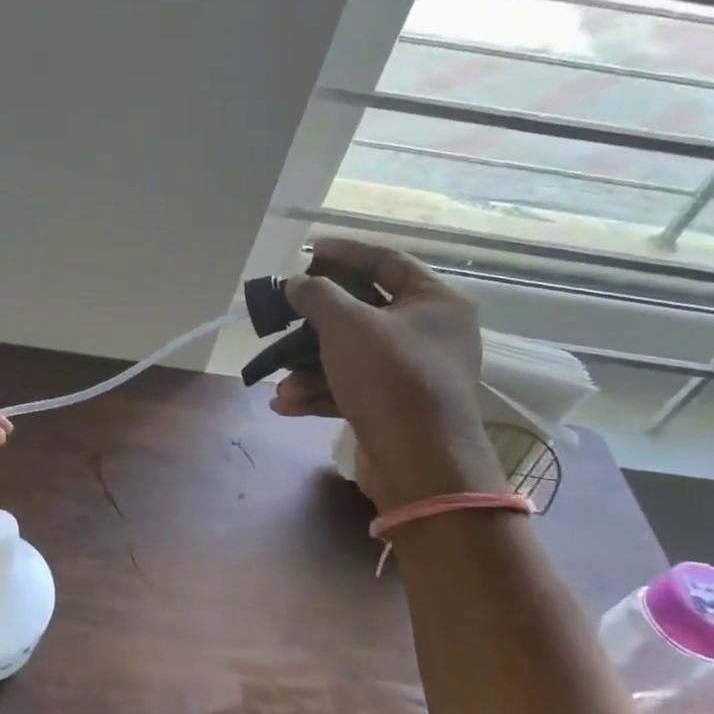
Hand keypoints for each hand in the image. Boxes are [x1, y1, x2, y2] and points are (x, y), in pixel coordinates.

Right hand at [269, 237, 501, 511]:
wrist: (422, 462)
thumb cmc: (390, 377)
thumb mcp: (346, 325)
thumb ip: (316, 295)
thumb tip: (296, 283)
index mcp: (434, 301)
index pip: (385, 261)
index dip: (344, 252)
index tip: (307, 251)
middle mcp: (430, 333)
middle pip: (362, 312)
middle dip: (313, 324)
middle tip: (282, 318)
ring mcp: (414, 373)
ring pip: (350, 356)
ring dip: (308, 368)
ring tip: (279, 385)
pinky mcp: (397, 407)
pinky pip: (352, 388)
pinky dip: (320, 393)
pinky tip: (286, 405)